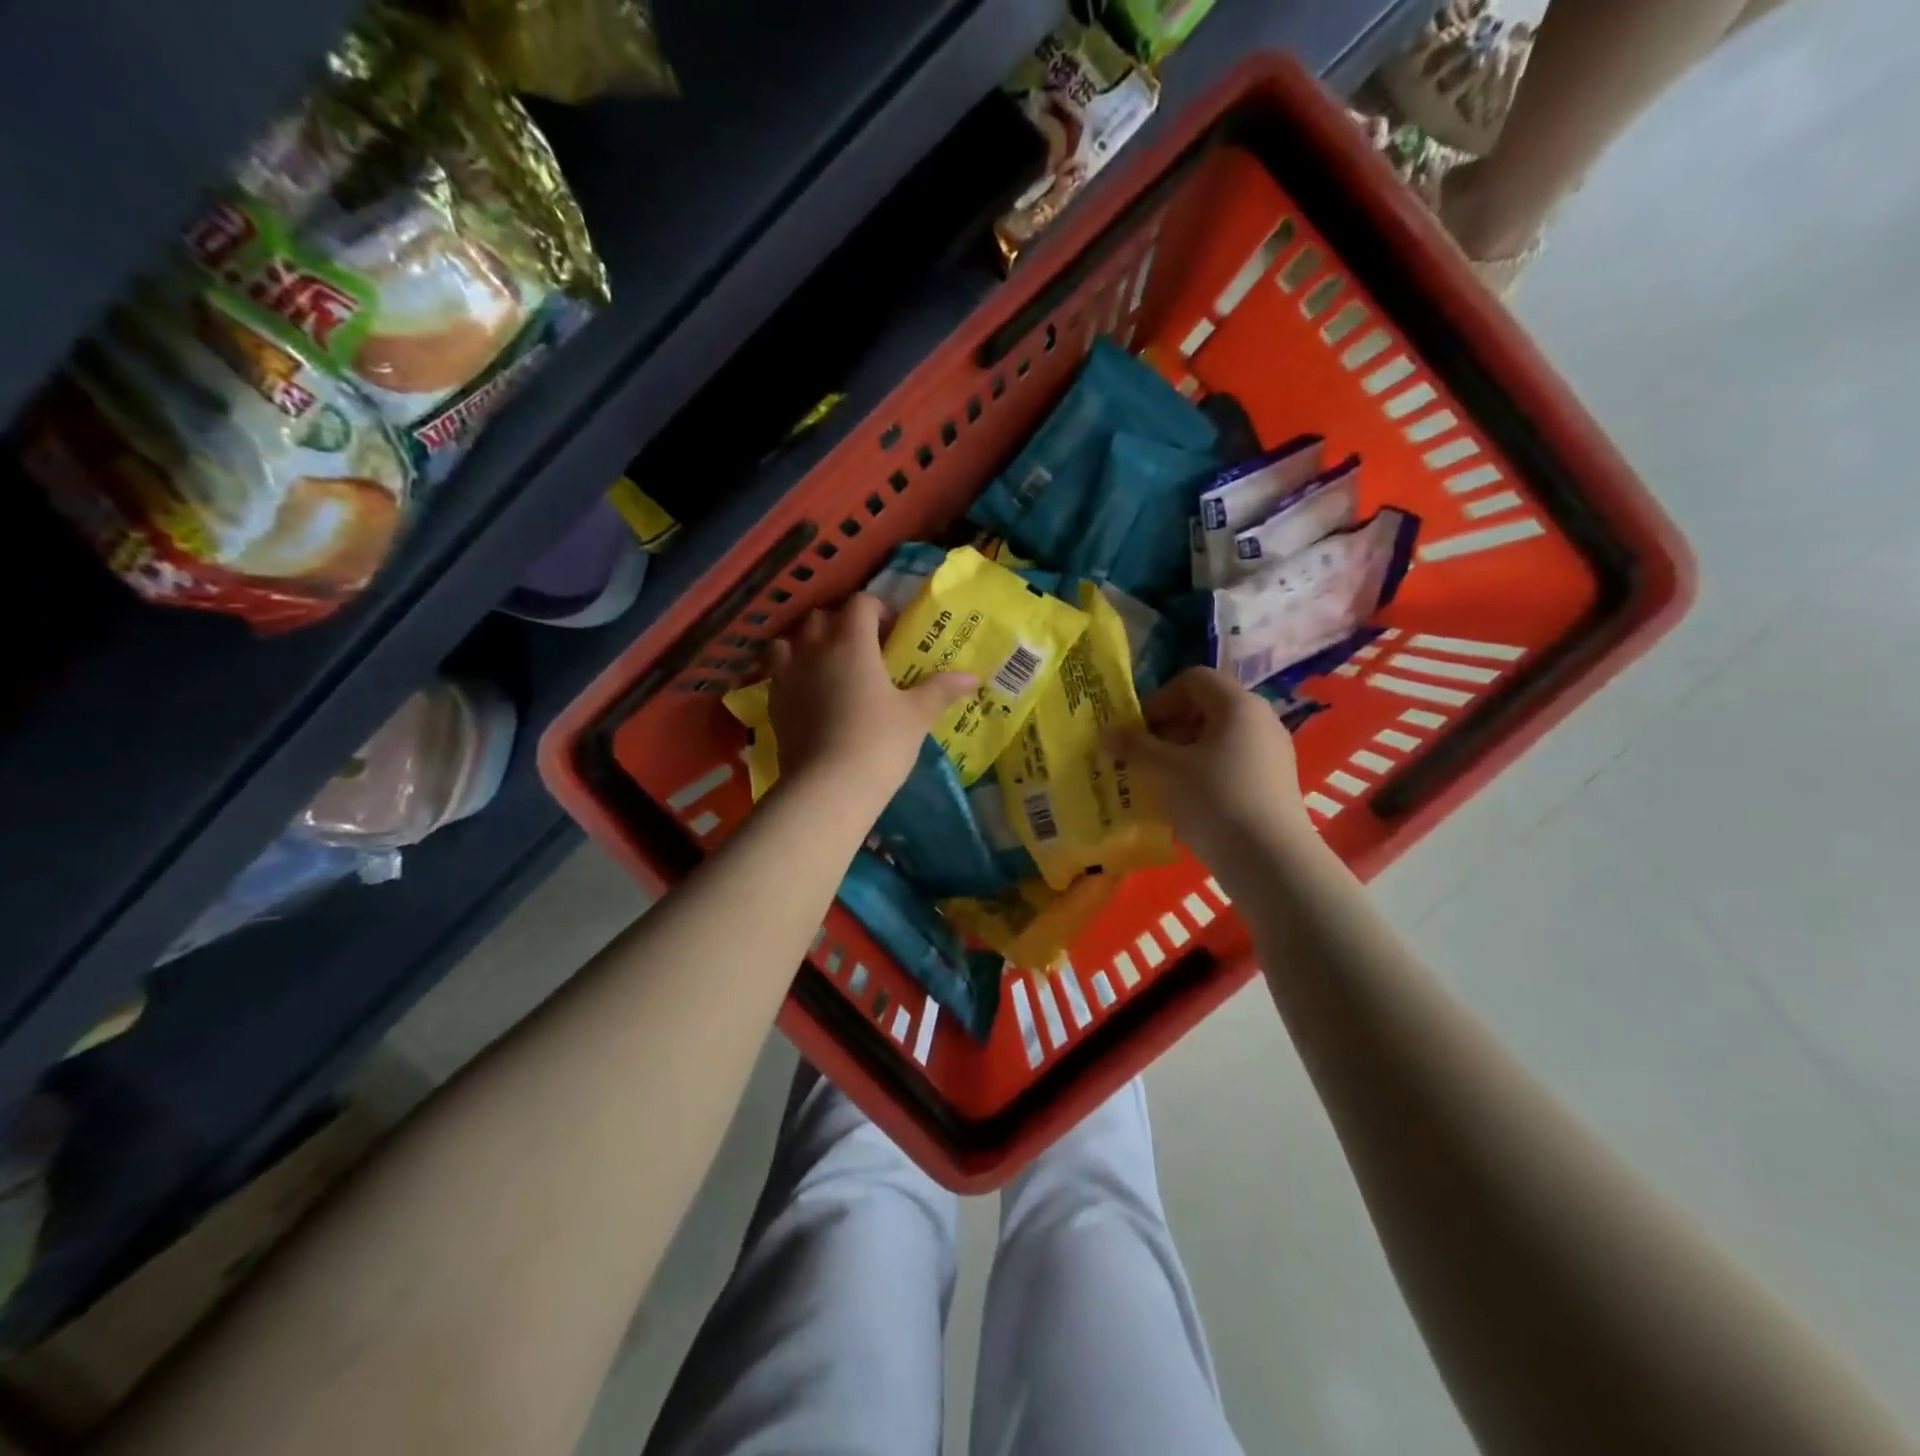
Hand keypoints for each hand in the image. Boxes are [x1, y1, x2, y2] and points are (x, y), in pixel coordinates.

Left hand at [766, 594, 975, 810]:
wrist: (828, 787)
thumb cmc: (879, 743)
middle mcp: (815, 649)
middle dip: (843, 624)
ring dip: (810, 644)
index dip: (878, 610)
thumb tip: (974, 677)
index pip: (860, 603)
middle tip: (865, 650)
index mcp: (852, 643)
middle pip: (822, 617)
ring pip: (791, 640)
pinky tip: (810, 695)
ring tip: (830, 667)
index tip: (893, 633)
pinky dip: (793, 672)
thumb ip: (941, 689)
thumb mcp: (917, 716)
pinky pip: (778, 672)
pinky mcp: (774, 702)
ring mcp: (788, 675)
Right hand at [1111, 667, 1312, 869]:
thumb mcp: (1164, 770)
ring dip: (1184, 753)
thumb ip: (1133, 746)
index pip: (1193, 680)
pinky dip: (1205, 773)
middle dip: (1169, 728)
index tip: (1139, 731)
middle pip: (1206, 708)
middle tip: (1145, 757)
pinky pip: (1232, 763)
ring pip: (1218, 739)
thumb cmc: (1214, 799)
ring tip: (1161, 782)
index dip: (1159, 699)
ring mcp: (1273, 752)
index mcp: (1237, 704)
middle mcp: (1261, 719)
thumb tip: (1106, 733)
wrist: (1269, 859)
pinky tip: (1188, 802)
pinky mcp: (1276, 782)